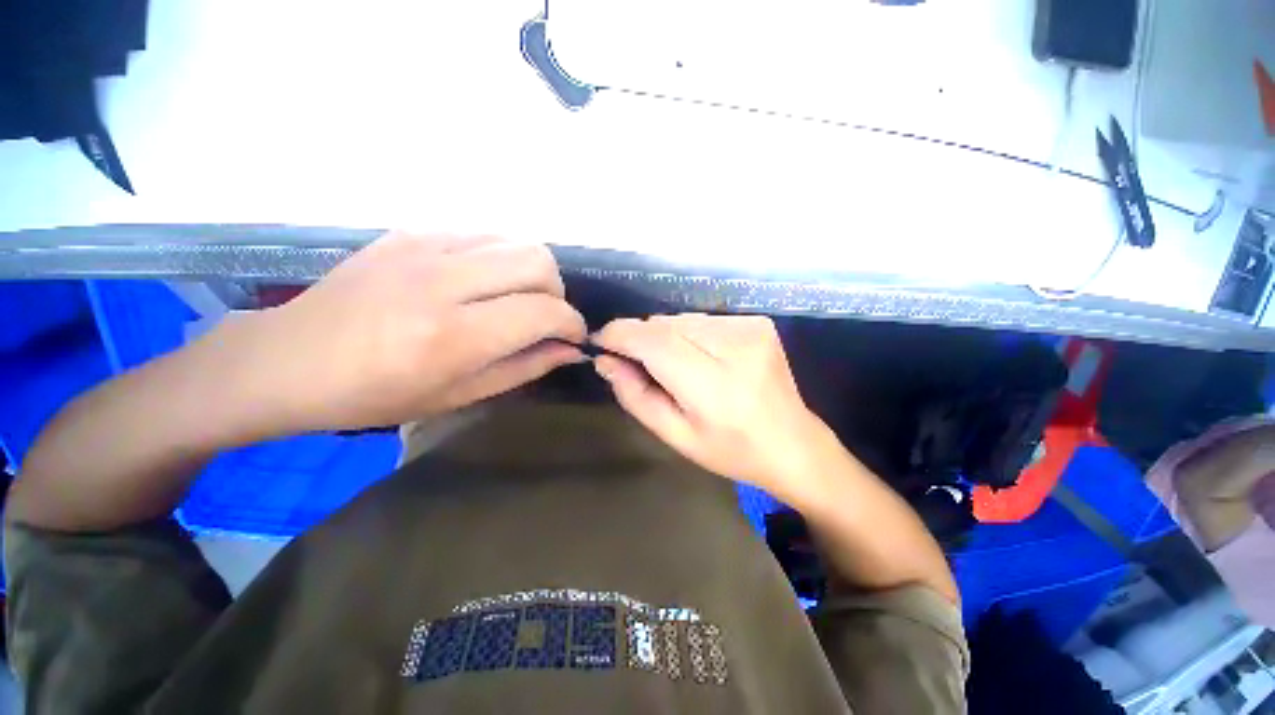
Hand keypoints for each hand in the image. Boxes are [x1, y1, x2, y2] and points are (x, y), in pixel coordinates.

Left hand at [225, 232, 586, 434]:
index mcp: (452, 336)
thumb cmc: (374, 395)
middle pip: (538, 261)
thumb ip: (524, 367)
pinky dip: (499, 258)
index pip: (544, 311)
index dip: (571, 324)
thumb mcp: (459, 396)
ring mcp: (423, 247)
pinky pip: (482, 234)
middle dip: (556, 292)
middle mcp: (442, 282)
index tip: (573, 336)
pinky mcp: (410, 232)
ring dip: (531, 272)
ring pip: (515, 240)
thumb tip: (571, 349)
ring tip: (515, 298)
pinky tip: (481, 281)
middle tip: (543, 317)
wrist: (288, 359)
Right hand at [591, 314, 831, 500]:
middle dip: (641, 337)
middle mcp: (734, 348)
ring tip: (674, 366)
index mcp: (713, 387)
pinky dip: (689, 333)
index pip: (654, 342)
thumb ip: (636, 396)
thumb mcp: (675, 436)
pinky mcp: (758, 322)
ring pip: (682, 319)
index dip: (621, 335)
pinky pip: (703, 320)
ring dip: (665, 336)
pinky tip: (701, 358)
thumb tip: (605, 360)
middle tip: (638, 363)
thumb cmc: (731, 450)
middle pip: (666, 325)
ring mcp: (750, 329)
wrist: (793, 444)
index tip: (601, 341)